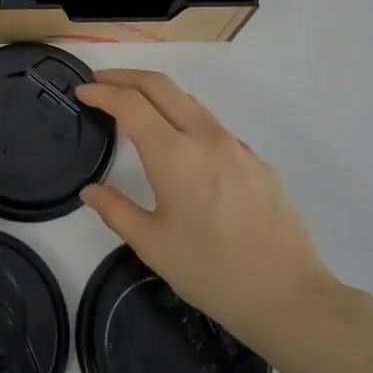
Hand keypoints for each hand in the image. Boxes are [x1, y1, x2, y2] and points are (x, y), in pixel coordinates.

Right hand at [78, 69, 340, 353]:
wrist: (290, 296)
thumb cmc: (213, 273)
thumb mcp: (153, 247)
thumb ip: (116, 211)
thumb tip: (90, 191)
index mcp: (174, 155)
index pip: (130, 104)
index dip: (102, 92)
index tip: (82, 91)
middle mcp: (205, 137)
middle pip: (160, 85)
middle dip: (126, 76)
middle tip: (101, 82)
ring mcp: (235, 145)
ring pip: (188, 101)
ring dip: (156, 93)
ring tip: (134, 107)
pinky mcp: (256, 160)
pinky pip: (212, 125)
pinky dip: (184, 118)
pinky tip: (180, 146)